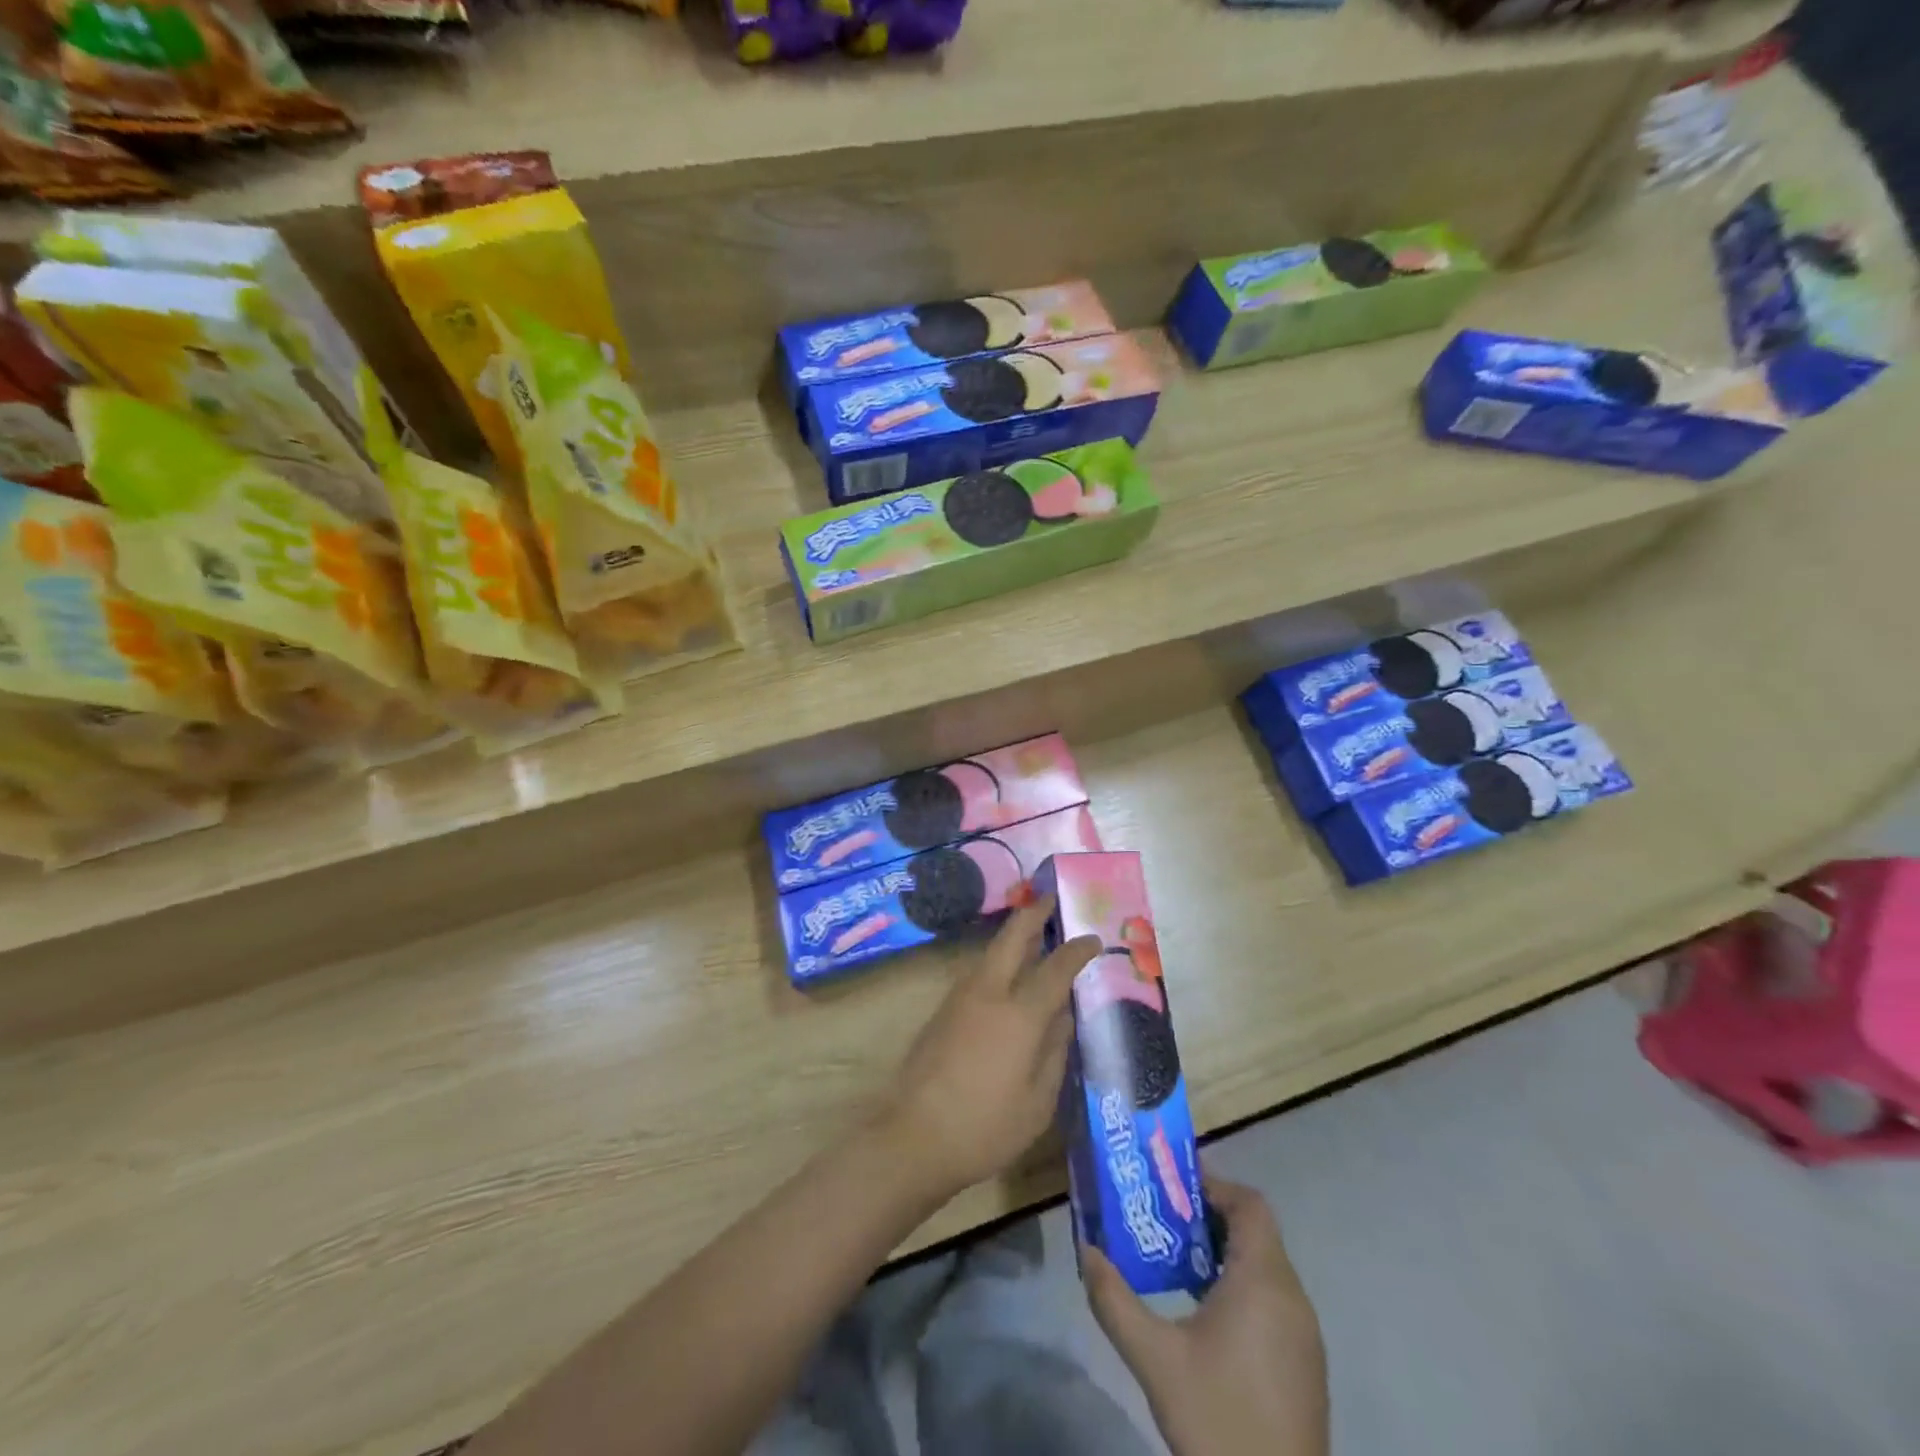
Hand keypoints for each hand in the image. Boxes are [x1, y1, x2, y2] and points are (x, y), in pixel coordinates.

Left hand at [877, 897, 1099, 1202]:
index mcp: (1020, 1015)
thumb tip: (1063, 1017)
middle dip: (1033, 914)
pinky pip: (979, 973)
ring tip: (1034, 933)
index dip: (1076, 951)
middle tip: (1050, 899)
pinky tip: (1008, 975)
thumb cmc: (985, 1128)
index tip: (1092, 939)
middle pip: (1012, 938)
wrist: (913, 1137)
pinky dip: (998, 961)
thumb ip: (1054, 1052)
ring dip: (1013, 937)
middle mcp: (989, 993)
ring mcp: (960, 998)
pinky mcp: (943, 1011)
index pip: (1055, 969)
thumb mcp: (1038, 1102)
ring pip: (991, 953)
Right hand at [1085, 1176, 1328, 1455]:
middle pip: (1254, 1232)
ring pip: (1264, 1267)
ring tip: (1172, 1263)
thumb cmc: (1217, 1420)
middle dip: (1206, 1218)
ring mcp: (1304, 1335)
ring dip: (1221, 1254)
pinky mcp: (1304, 1367)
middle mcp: (1293, 1297)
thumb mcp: (1154, 1358)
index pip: (1250, 1203)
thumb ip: (1114, 1299)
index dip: (1213, 1185)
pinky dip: (1239, 1287)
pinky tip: (1202, 1315)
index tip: (1170, 1188)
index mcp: (1264, 1281)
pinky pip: (1272, 1301)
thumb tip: (1085, 1250)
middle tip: (1161, 1220)